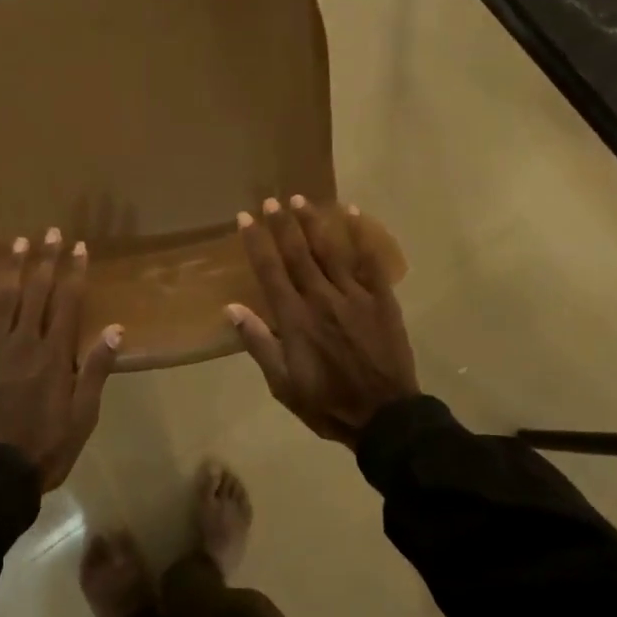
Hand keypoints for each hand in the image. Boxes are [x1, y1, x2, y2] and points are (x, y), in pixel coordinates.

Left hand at [0, 228, 121, 490]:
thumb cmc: (46, 446)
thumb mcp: (83, 415)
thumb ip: (96, 369)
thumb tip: (115, 328)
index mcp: (54, 356)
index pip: (68, 304)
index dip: (75, 273)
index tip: (80, 246)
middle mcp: (23, 344)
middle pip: (35, 293)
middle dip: (45, 260)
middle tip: (50, 231)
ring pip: (1, 301)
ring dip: (11, 269)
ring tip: (19, 242)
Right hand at [227, 197, 418, 444]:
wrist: (384, 416)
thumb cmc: (326, 402)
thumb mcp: (282, 383)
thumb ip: (259, 343)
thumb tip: (232, 309)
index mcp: (295, 319)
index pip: (270, 271)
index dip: (256, 243)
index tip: (244, 218)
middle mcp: (321, 298)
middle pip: (298, 253)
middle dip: (282, 225)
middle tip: (271, 200)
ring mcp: (354, 296)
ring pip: (330, 251)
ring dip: (314, 223)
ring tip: (301, 199)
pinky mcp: (381, 299)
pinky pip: (370, 261)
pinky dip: (361, 236)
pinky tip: (353, 213)